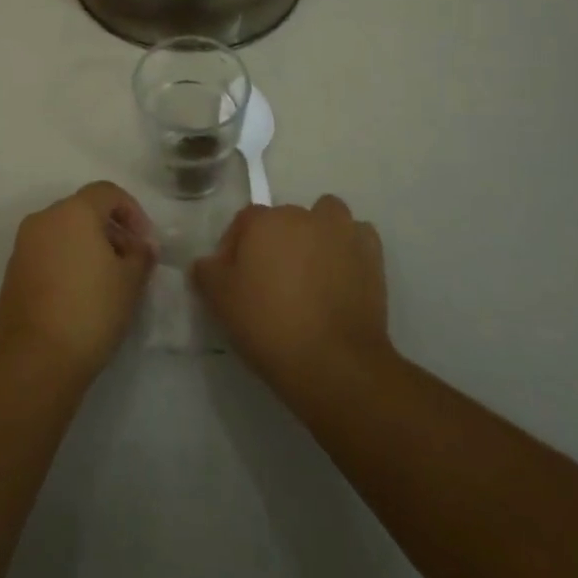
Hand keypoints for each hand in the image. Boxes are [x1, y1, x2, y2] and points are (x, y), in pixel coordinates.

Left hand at [0, 181, 156, 383]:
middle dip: (110, 230)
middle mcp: (45, 218)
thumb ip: (141, 255)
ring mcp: (24, 244)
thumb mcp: (130, 282)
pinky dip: (67, 261)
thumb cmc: (90, 310)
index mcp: (74, 211)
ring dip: (88, 246)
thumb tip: (143, 245)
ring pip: (64, 231)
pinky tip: (81, 294)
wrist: (33, 359)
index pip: (107, 192)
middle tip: (130, 262)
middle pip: (84, 210)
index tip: (145, 242)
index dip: (132, 211)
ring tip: (108, 281)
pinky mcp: (13, 271)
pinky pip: (48, 252)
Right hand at [192, 195, 392, 396]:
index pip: (244, 222)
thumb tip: (205, 262)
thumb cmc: (269, 326)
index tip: (234, 279)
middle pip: (284, 219)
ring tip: (311, 269)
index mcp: (264, 221)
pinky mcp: (371, 254)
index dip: (235, 248)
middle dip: (276, 242)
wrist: (334, 362)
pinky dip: (350, 249)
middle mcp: (302, 215)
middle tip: (272, 280)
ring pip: (326, 216)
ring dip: (318, 233)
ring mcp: (341, 231)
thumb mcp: (221, 302)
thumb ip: (208, 273)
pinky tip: (343, 273)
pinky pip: (357, 237)